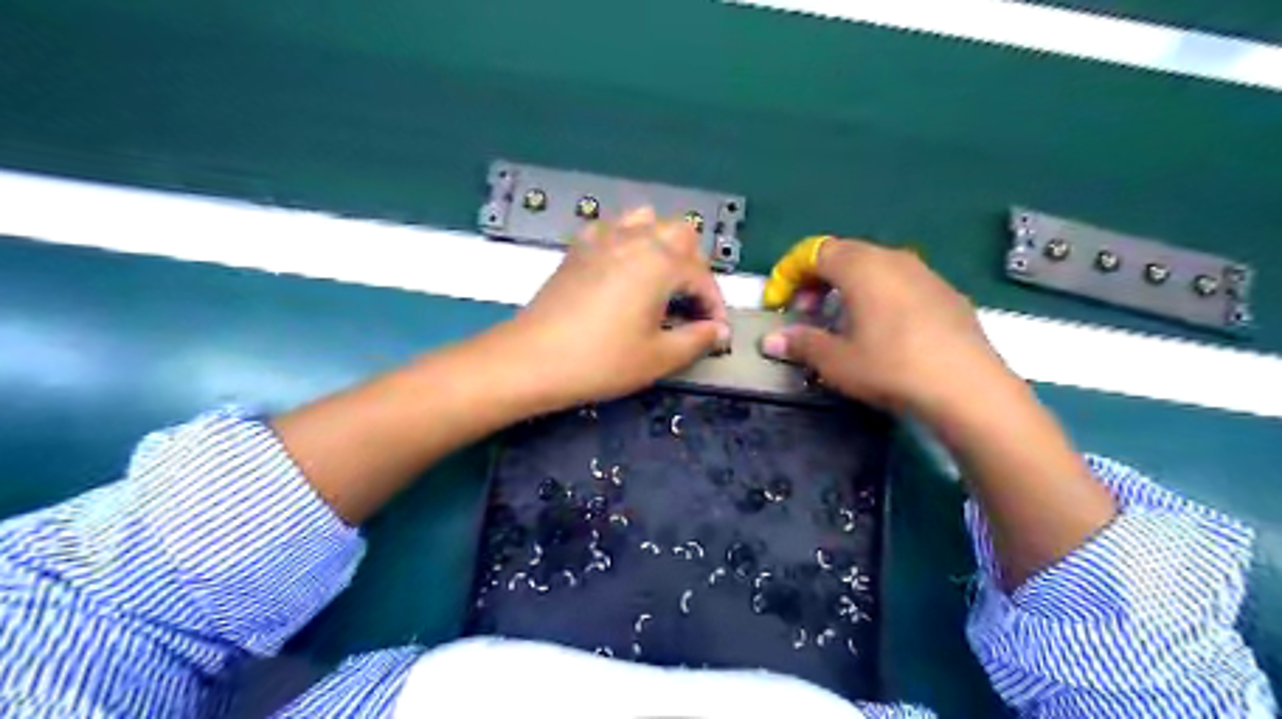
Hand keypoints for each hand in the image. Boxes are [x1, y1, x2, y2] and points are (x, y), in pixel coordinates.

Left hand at [492, 209, 723, 410]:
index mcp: (660, 263)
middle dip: (694, 265)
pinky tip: (622, 270)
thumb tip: (717, 331)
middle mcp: (635, 240)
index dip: (714, 305)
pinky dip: (627, 241)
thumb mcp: (658, 358)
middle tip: (690, 303)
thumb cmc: (601, 361)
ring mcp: (602, 239)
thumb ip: (696, 340)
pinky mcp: (577, 249)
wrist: (531, 359)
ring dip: (662, 244)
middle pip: (679, 233)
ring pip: (645, 221)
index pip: (702, 275)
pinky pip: (612, 229)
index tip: (716, 333)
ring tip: (660, 280)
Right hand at [759, 236, 1012, 415]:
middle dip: (816, 280)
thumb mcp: (836, 361)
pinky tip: (881, 331)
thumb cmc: (891, 367)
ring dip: (847, 288)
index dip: (788, 274)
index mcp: (861, 266)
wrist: (968, 387)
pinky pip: (899, 283)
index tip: (778, 304)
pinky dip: (877, 296)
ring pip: (873, 268)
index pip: (813, 252)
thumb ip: (801, 343)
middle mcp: (892, 258)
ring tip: (841, 323)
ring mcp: (924, 273)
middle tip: (806, 313)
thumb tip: (771, 341)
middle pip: (843, 254)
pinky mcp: (946, 293)